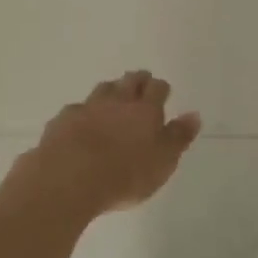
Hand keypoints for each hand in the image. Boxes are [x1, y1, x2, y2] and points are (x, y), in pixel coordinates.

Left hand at [18, 71, 200, 217]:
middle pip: (129, 81)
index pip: (157, 88)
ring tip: (113, 96)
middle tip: (141, 82)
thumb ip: (178, 137)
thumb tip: (194, 114)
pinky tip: (81, 121)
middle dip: (137, 80)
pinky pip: (77, 109)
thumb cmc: (124, 175)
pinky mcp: (63, 120)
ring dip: (111, 90)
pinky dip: (83, 112)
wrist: (69, 178)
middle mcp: (117, 101)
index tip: (162, 91)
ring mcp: (88, 107)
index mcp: (145, 110)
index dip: (160, 88)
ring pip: (103, 89)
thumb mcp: (162, 162)